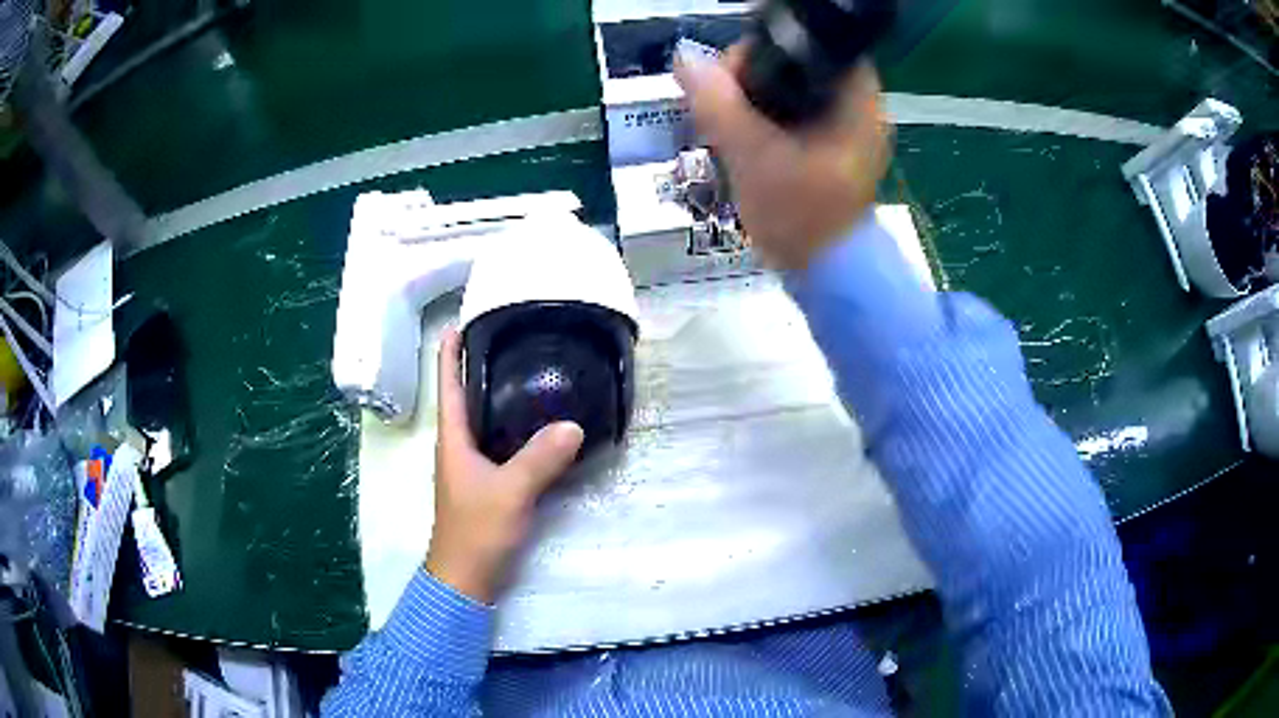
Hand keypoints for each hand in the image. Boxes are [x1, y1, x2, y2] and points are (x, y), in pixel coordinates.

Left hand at [425, 329, 583, 602]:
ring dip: (494, 396)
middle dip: (477, 367)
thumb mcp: (510, 492)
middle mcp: (458, 447)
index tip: (458, 324)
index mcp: (452, 439)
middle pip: (464, 397)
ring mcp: (471, 467)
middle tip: (506, 340)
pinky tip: (535, 424)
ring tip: (524, 372)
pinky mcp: (485, 483)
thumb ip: (540, 459)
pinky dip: (511, 426)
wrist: (466, 577)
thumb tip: (572, 424)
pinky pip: (498, 443)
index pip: (447, 386)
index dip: (449, 354)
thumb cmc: (477, 530)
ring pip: (482, 420)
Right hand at [675, 45, 891, 270]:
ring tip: (727, 119)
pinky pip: (799, 116)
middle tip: (722, 99)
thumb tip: (684, 59)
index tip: (735, 73)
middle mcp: (862, 110)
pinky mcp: (837, 150)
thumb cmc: (801, 217)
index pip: (816, 46)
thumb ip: (717, 104)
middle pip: (803, 66)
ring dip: (759, 98)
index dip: (772, 48)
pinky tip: (745, 136)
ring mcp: (851, 132)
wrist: (825, 275)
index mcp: (857, 102)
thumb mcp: (752, 154)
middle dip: (757, 76)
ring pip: (798, 91)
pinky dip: (770, 118)